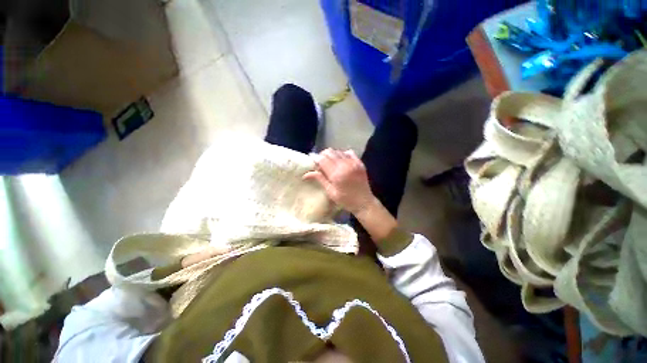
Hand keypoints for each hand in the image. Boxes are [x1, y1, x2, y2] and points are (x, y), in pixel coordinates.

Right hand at [304, 148, 376, 214]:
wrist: (364, 202)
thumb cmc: (346, 200)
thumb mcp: (330, 192)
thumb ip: (320, 179)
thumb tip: (305, 174)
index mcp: (336, 174)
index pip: (322, 159)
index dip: (316, 159)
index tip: (313, 162)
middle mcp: (345, 165)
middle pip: (329, 152)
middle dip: (322, 156)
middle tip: (321, 164)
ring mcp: (353, 162)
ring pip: (338, 151)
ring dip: (332, 155)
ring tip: (331, 164)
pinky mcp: (359, 162)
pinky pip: (348, 152)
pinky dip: (342, 154)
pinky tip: (341, 161)